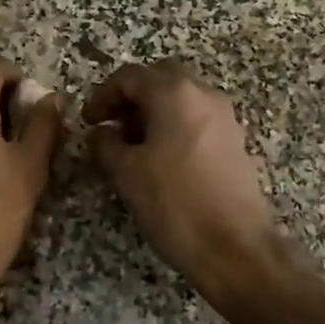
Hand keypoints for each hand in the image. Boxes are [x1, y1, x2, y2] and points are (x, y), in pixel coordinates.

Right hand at [83, 61, 284, 302]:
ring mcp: (225, 117)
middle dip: (132, 97)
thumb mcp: (126, 173)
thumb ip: (105, 144)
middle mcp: (204, 95)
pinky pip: (198, 119)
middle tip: (113, 126)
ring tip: (135, 146)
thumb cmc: (175, 204)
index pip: (130, 76)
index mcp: (174, 94)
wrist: (235, 247)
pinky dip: (176, 126)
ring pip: (182, 98)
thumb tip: (101, 132)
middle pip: (160, 79)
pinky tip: (163, 160)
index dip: (103, 95)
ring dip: (155, 111)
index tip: (89, 121)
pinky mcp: (235, 141)